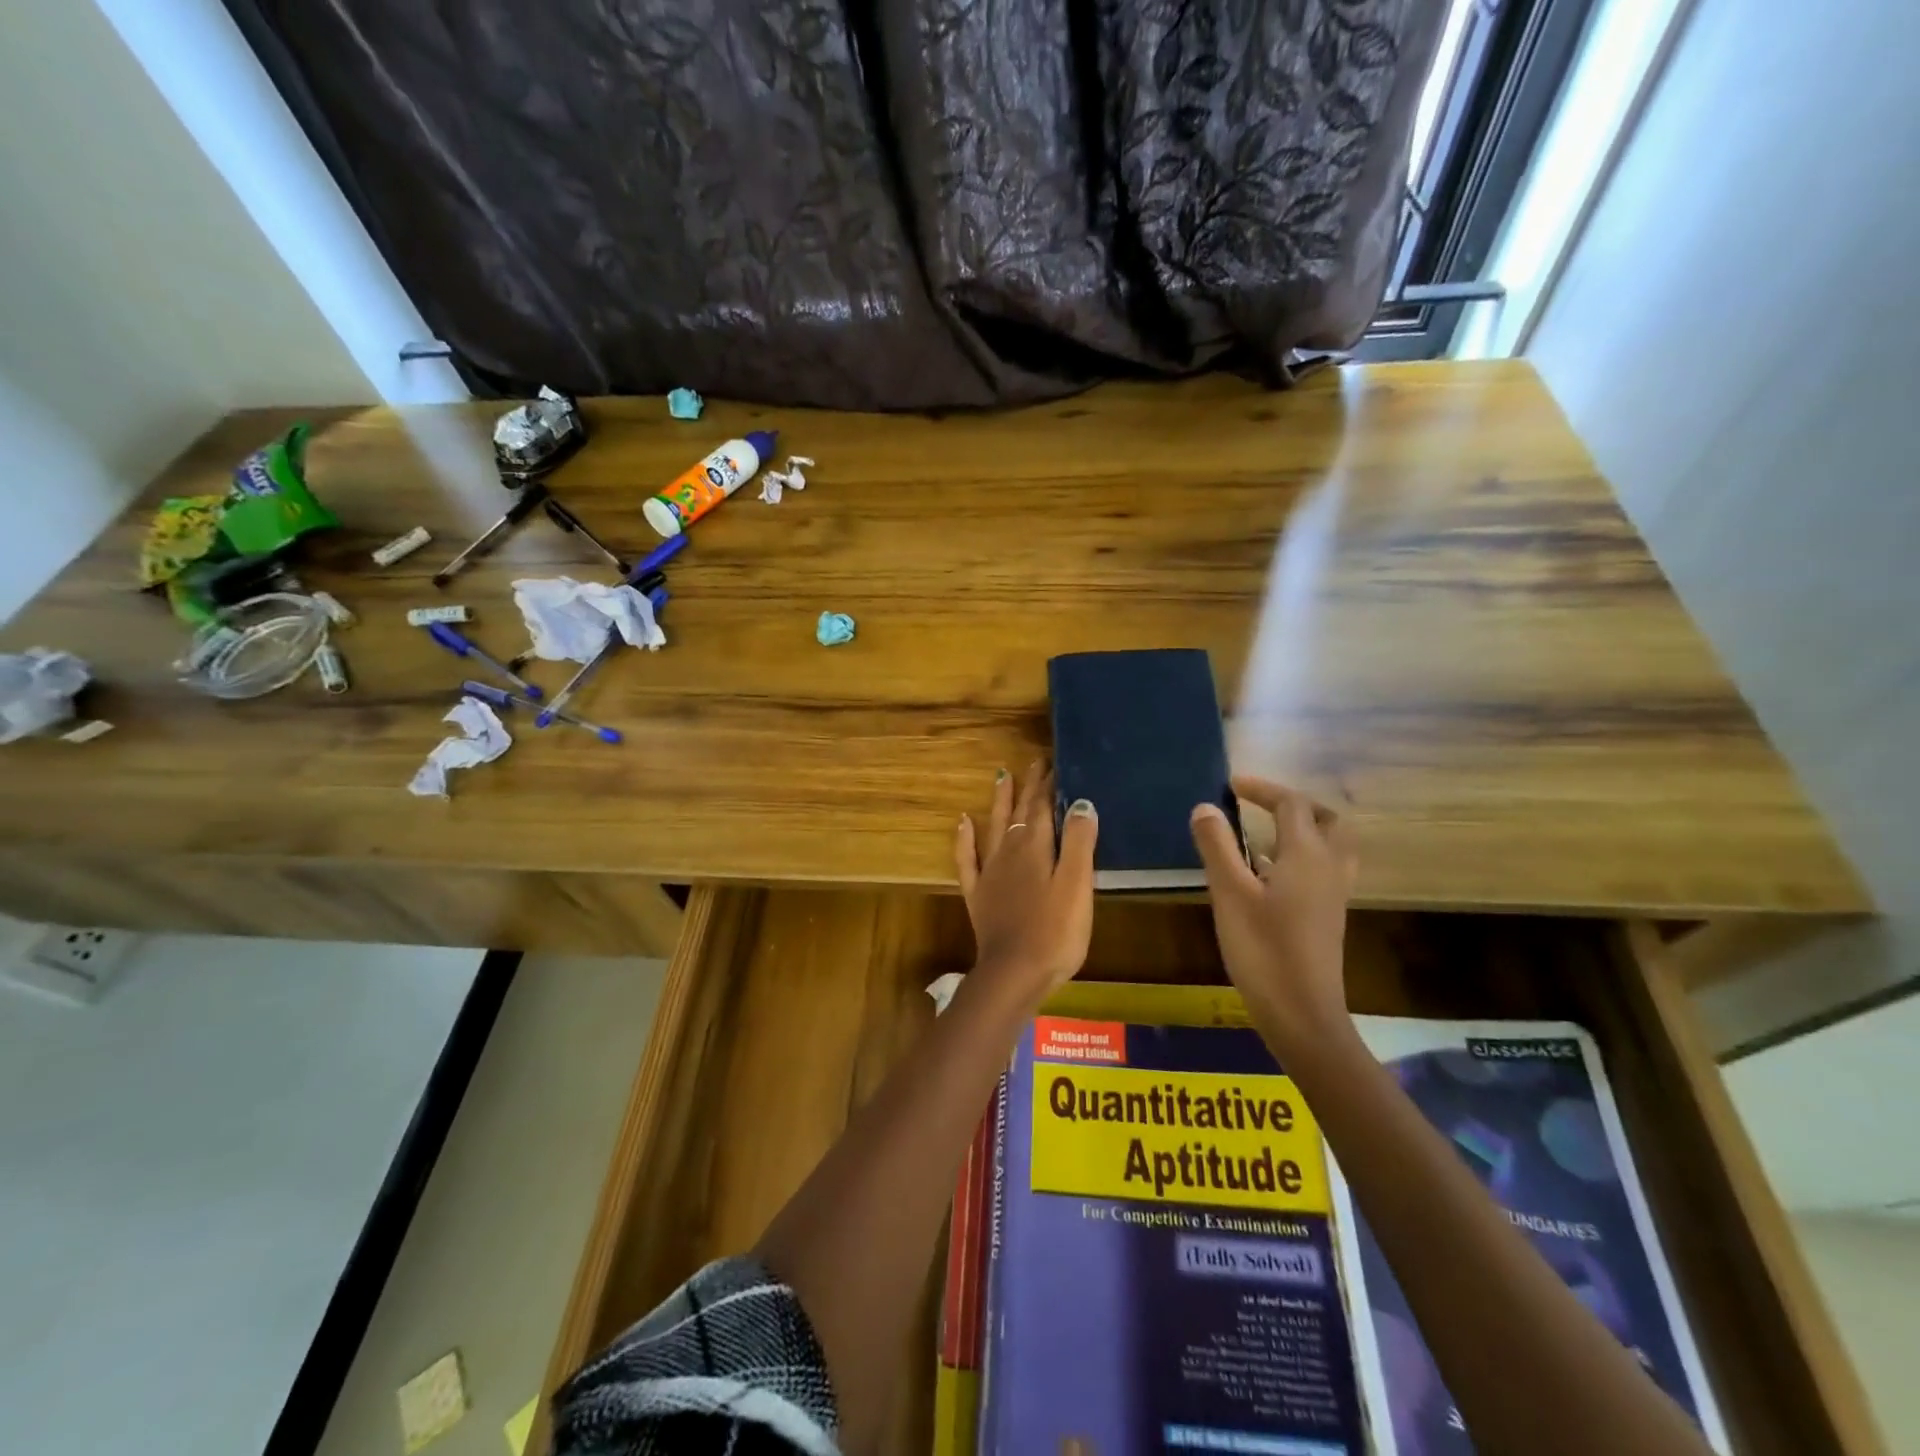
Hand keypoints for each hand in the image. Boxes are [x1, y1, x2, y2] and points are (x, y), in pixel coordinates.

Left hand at [955, 762, 1098, 1001]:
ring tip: (1001, 776)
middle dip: (1028, 786)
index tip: (1054, 763)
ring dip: (998, 801)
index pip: (1043, 807)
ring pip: (993, 826)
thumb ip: (1078, 842)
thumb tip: (1081, 802)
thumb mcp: (1076, 885)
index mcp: (1035, 847)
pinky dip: (964, 838)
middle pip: (1019, 812)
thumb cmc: (1055, 932)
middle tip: (1034, 761)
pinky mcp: (979, 895)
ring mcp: (990, 873)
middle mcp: (1009, 852)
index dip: (1049, 785)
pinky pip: (968, 859)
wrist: (1014, 973)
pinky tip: (962, 822)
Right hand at [1190, 776, 1357, 1046]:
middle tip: (1260, 806)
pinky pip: (1323, 869)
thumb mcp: (1230, 894)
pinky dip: (1301, 856)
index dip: (1263, 789)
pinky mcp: (1328, 916)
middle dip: (1295, 804)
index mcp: (1307, 855)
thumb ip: (1217, 847)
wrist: (1303, 1014)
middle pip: (1327, 819)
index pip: (1292, 804)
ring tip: (1263, 834)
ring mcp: (1333, 894)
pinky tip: (1269, 875)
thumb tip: (1205, 807)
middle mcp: (1329, 868)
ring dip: (1303, 829)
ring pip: (1331, 845)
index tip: (1231, 785)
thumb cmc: (1264, 950)